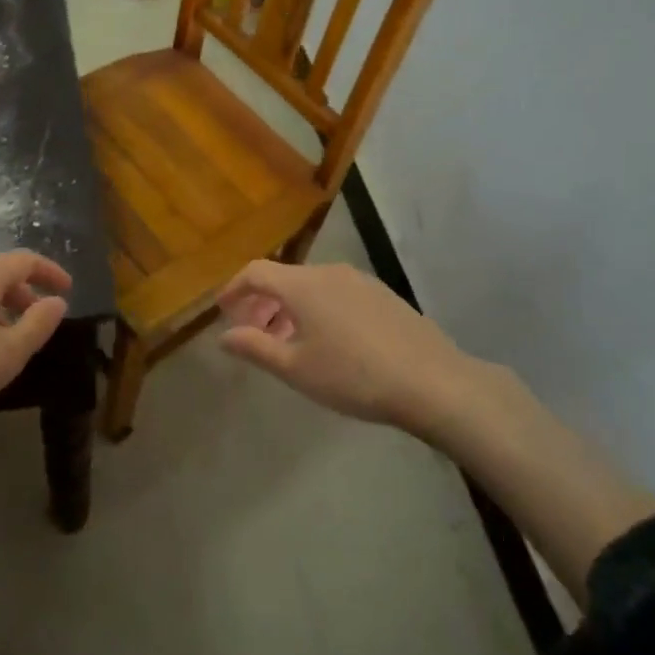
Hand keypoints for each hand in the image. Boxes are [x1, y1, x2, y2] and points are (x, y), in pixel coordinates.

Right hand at [217, 261, 499, 435]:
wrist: (432, 382)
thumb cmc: (353, 376)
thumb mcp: (295, 368)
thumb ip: (254, 347)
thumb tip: (224, 335)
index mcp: (303, 285)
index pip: (255, 272)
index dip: (233, 288)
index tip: (222, 310)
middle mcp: (330, 272)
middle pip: (284, 278)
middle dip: (262, 302)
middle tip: (254, 333)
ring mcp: (361, 281)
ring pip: (312, 286)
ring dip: (291, 308)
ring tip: (289, 342)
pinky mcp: (384, 295)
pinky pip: (337, 293)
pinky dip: (318, 309)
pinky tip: (328, 342)